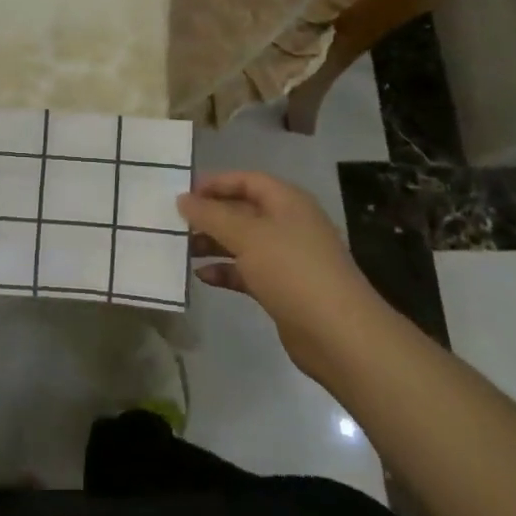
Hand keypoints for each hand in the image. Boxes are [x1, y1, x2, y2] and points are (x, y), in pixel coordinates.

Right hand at [178, 170, 381, 379]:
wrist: (339, 335)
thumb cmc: (292, 270)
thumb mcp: (247, 236)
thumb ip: (211, 215)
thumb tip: (183, 199)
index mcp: (286, 201)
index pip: (246, 180)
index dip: (215, 183)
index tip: (184, 194)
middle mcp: (288, 224)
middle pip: (243, 210)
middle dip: (210, 216)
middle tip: (177, 224)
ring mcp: (287, 258)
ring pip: (243, 242)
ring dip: (214, 243)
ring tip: (183, 250)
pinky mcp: (283, 288)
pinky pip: (248, 271)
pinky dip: (226, 271)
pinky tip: (202, 276)